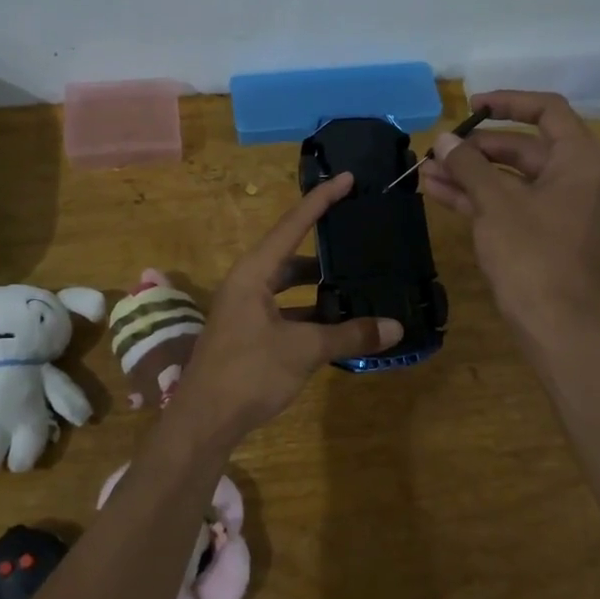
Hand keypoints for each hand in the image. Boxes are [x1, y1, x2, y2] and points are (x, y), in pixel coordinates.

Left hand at [175, 172, 402, 440]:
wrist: (204, 420)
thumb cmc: (249, 372)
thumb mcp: (303, 351)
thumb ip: (349, 335)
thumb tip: (395, 327)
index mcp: (253, 273)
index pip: (292, 225)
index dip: (321, 201)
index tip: (347, 178)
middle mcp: (246, 284)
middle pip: (290, 254)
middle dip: (324, 248)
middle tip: (358, 239)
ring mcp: (244, 310)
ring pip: (287, 286)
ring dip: (318, 287)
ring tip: (356, 283)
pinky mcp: (247, 334)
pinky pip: (284, 311)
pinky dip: (309, 313)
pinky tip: (336, 323)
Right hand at [418, 90, 599, 342]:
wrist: (554, 324)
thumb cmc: (531, 255)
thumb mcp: (496, 204)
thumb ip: (469, 165)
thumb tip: (444, 140)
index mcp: (580, 161)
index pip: (547, 111)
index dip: (508, 102)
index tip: (471, 105)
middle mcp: (576, 179)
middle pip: (523, 147)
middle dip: (476, 148)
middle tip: (438, 150)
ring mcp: (560, 209)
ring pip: (511, 179)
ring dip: (469, 174)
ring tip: (425, 171)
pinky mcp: (543, 234)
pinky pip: (509, 204)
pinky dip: (477, 197)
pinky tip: (437, 192)